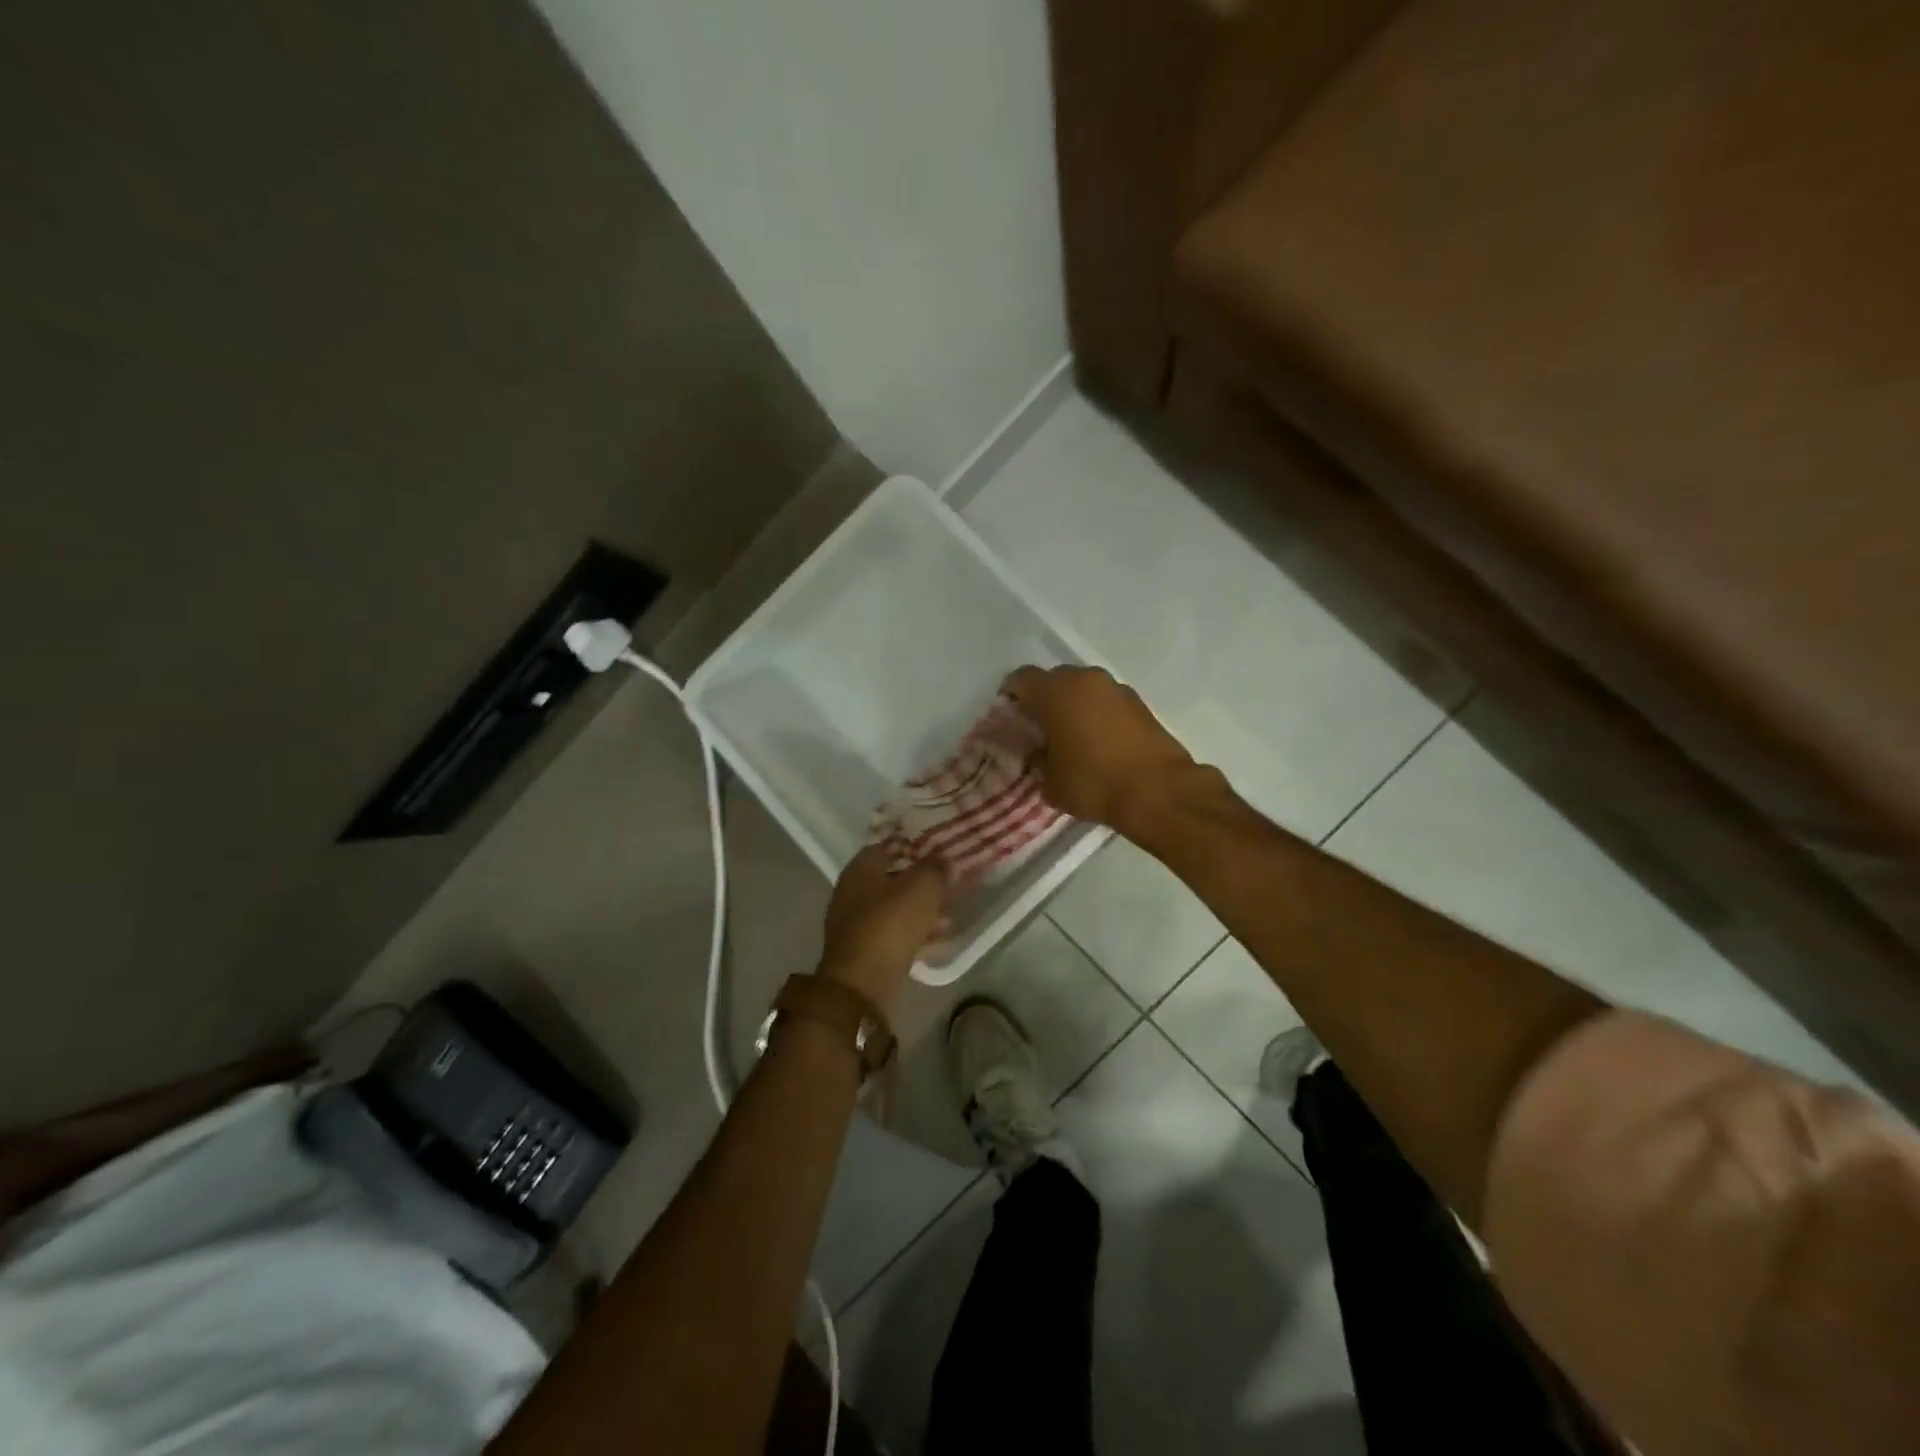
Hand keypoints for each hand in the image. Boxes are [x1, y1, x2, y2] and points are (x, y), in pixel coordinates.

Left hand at [819, 846, 948, 1017]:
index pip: (887, 847)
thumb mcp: (921, 889)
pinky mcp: (866, 953)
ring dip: (923, 911)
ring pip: (896, 910)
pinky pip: (895, 936)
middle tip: (949, 885)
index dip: (914, 847)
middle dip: (922, 883)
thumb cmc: (890, 925)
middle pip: (893, 880)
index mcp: (860, 870)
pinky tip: (941, 939)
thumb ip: (935, 869)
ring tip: (951, 915)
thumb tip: (943, 860)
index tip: (939, 851)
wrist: (862, 985)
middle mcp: (853, 893)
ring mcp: (857, 925)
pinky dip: (917, 935)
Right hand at [1003, 665, 1198, 833]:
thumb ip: (1037, 760)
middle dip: (1044, 700)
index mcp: (1055, 692)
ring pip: (1083, 688)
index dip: (1011, 697)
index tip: (1010, 719)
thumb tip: (1037, 753)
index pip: (1021, 679)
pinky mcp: (1139, 703)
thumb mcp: (1050, 782)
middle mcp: (1084, 679)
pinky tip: (1098, 743)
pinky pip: (1106, 701)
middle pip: (1054, 679)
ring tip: (1070, 737)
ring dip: (1073, 706)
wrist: (1158, 792)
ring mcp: (1115, 688)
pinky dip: (1097, 714)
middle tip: (1040, 729)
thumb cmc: (1094, 783)